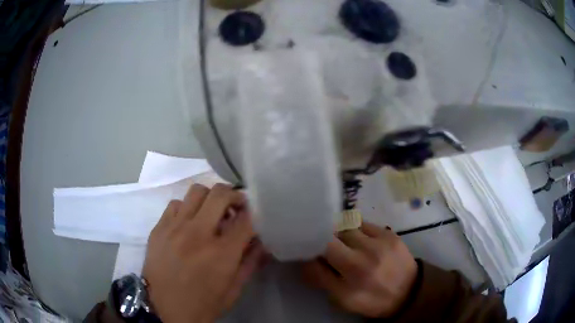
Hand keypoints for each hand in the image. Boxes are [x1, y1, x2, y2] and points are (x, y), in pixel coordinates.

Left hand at [143, 183, 264, 322]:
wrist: (163, 309)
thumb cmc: (203, 304)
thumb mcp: (234, 290)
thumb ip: (250, 262)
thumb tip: (261, 241)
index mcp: (222, 254)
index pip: (246, 218)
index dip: (253, 214)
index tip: (252, 217)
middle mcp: (198, 234)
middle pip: (220, 194)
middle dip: (234, 196)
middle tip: (235, 207)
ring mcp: (175, 228)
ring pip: (196, 191)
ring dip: (210, 198)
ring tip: (210, 212)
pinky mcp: (158, 228)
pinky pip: (175, 204)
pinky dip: (187, 208)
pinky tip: (188, 222)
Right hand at [302, 223, 416, 317]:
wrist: (410, 291)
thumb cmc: (373, 300)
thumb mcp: (344, 301)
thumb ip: (322, 281)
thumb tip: (307, 260)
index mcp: (347, 288)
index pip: (314, 265)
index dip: (307, 254)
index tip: (305, 250)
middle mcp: (361, 265)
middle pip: (328, 240)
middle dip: (321, 239)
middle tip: (322, 242)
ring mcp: (377, 246)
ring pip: (344, 228)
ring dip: (338, 232)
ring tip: (341, 239)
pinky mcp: (389, 234)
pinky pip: (362, 223)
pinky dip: (355, 228)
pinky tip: (357, 236)